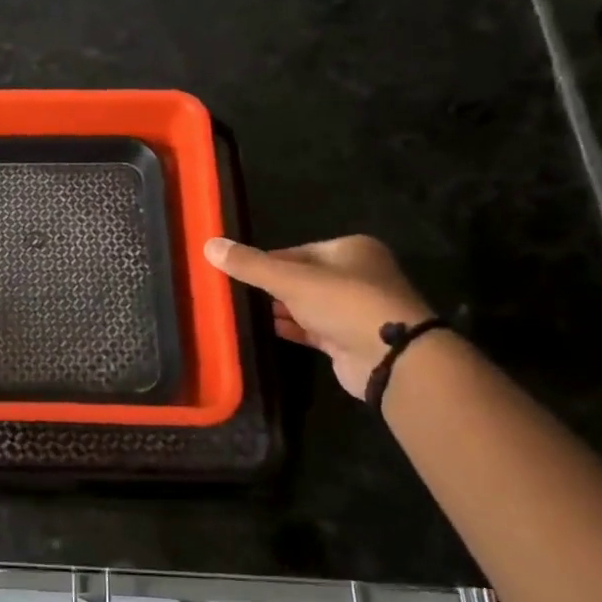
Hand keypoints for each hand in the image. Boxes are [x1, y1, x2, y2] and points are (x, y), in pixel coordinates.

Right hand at [204, 235, 433, 399]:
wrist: (392, 358)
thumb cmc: (345, 304)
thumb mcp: (291, 279)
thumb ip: (250, 265)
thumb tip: (208, 244)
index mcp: (350, 250)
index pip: (297, 251)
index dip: (266, 262)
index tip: (236, 272)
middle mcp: (357, 276)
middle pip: (303, 277)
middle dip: (272, 287)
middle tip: (236, 294)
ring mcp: (356, 310)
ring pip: (308, 304)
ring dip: (280, 309)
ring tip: (243, 312)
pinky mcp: (350, 340)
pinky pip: (313, 329)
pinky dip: (292, 328)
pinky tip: (266, 330)